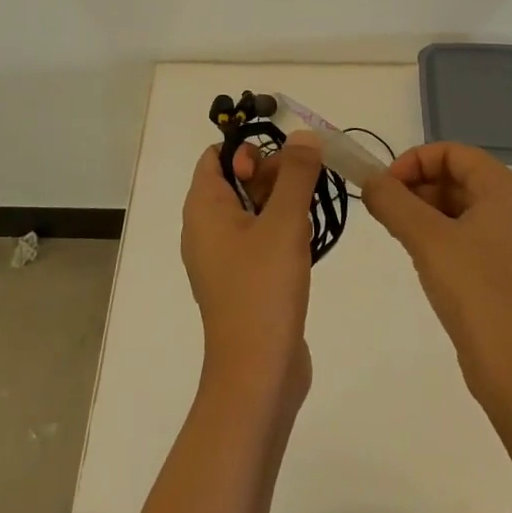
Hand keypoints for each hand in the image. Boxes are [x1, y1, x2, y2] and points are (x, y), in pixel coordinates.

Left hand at [180, 133, 322, 410]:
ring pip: (253, 210)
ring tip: (308, 216)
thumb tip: (304, 136)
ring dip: (283, 204)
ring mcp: (224, 258)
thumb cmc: (263, 290)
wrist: (258, 376)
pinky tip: (306, 244)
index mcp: (203, 208)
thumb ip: (296, 174)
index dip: (248, 150)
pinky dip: (281, 232)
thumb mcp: (284, 223)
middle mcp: (206, 228)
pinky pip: (259, 239)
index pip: (217, 156)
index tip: (281, 162)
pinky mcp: (242, 281)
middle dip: (273, 175)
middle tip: (304, 187)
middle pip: (237, 180)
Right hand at [362, 143, 511, 418]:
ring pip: (463, 208)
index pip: (452, 152)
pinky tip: (424, 259)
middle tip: (387, 211)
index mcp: (506, 189)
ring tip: (400, 235)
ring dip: (427, 212)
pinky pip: (473, 236)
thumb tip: (369, 180)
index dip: (414, 161)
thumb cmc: (476, 292)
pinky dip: (444, 236)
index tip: (386, 186)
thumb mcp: (426, 239)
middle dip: (418, 187)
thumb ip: (392, 201)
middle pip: (458, 177)